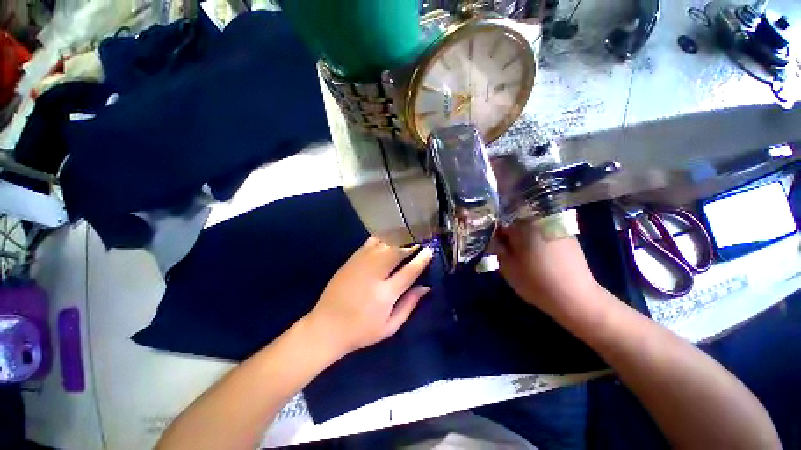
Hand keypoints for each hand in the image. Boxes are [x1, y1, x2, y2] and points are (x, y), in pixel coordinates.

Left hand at [304, 237, 433, 355]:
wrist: (326, 327)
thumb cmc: (361, 331)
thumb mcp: (390, 327)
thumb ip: (409, 305)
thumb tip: (426, 287)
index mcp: (385, 295)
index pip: (408, 272)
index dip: (421, 259)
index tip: (429, 250)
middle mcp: (373, 275)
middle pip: (395, 252)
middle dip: (409, 245)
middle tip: (418, 243)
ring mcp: (360, 265)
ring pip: (383, 245)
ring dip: (397, 241)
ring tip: (406, 240)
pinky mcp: (350, 261)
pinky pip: (369, 244)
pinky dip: (381, 240)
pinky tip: (388, 240)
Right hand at [492, 221, 599, 317]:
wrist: (575, 297)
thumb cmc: (534, 282)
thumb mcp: (506, 267)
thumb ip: (498, 250)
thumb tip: (497, 241)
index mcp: (522, 227)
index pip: (502, 225)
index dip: (497, 237)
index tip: (498, 248)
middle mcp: (540, 222)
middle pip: (519, 224)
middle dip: (513, 236)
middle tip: (512, 253)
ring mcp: (557, 228)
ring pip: (534, 229)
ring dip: (528, 238)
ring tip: (529, 256)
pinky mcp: (570, 237)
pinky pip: (548, 234)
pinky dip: (542, 241)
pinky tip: (544, 257)